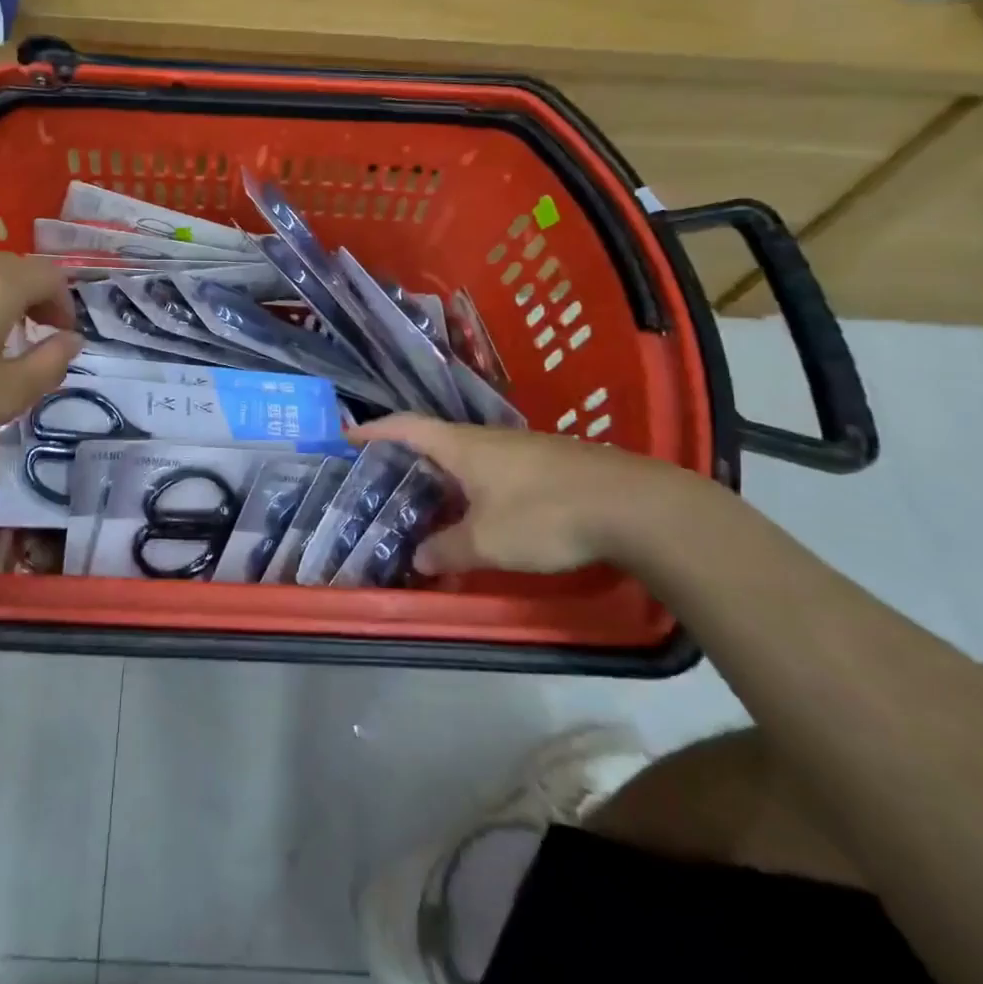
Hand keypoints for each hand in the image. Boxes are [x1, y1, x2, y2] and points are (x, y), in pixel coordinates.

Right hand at [355, 414, 737, 575]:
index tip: (348, 435)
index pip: (405, 427)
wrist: (634, 506)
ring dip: (445, 476)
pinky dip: (477, 487)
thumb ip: (448, 549)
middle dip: (408, 458)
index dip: (374, 430)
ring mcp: (522, 448)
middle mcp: (487, 438)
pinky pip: (497, 470)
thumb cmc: (545, 514)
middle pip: (436, 440)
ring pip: (469, 457)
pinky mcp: (550, 464)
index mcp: (462, 446)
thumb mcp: (487, 541)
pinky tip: (484, 514)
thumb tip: (418, 557)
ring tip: (430, 503)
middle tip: (385, 482)